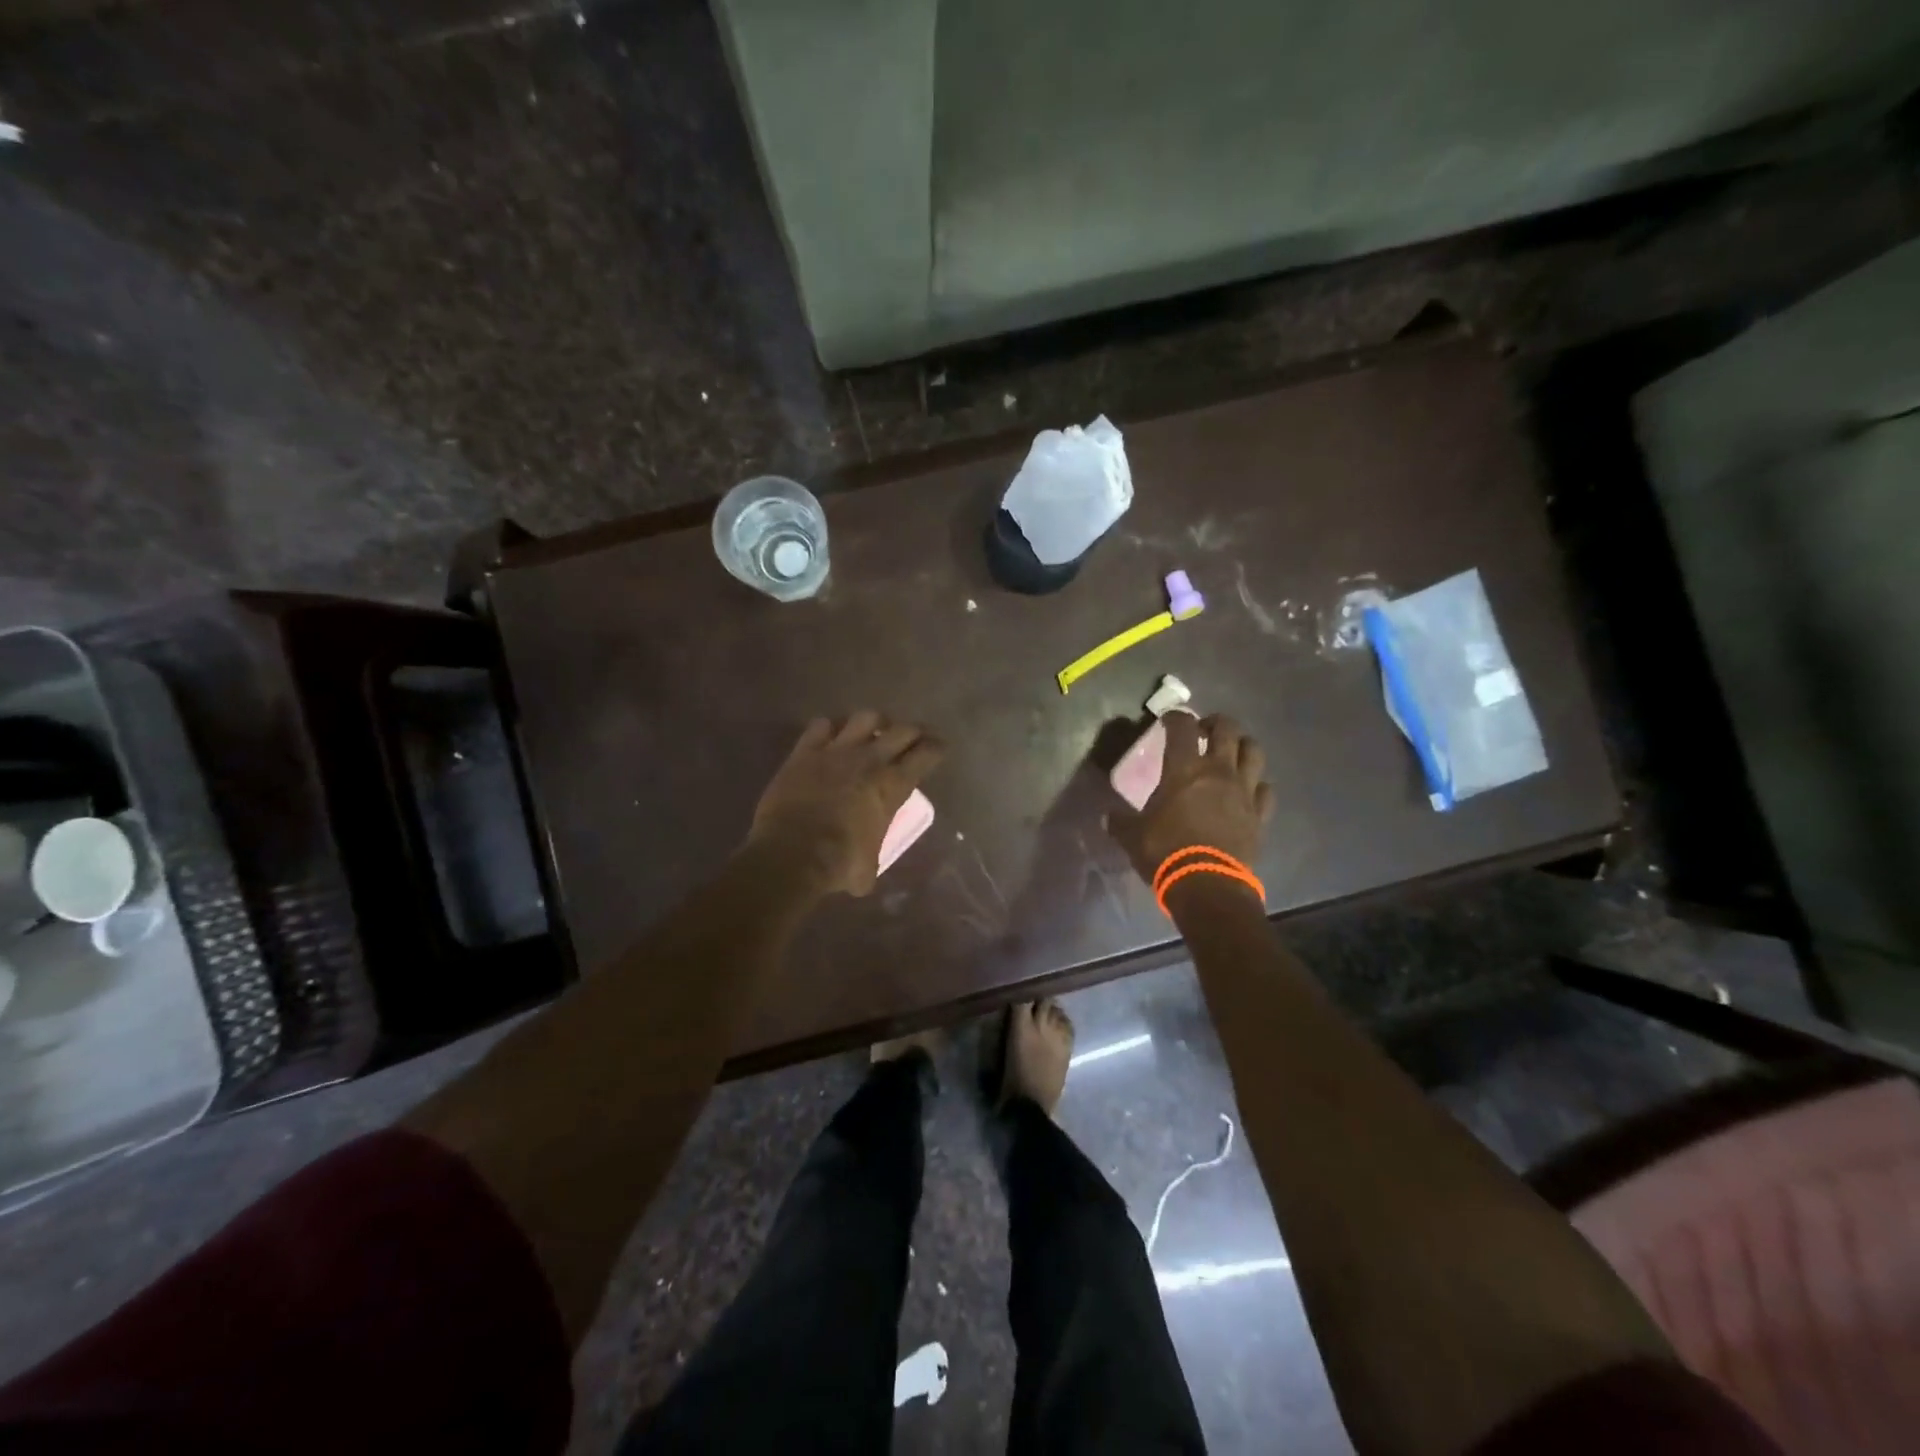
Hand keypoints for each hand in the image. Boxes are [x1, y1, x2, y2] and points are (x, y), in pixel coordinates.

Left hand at [748, 711, 944, 897]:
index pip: (927, 754)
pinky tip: (832, 736)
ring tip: (874, 731)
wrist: (791, 854)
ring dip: (875, 722)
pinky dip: (830, 727)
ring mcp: (836, 750)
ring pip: (866, 717)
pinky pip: (822, 725)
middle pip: (903, 729)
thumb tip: (863, 871)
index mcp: (893, 785)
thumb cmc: (838, 863)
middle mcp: (871, 759)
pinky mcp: (805, 751)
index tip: (939, 748)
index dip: (937, 748)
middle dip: (913, 731)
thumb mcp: (868, 867)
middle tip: (914, 738)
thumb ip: (871, 857)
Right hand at [1107, 711, 1272, 886]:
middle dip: (1215, 723)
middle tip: (1203, 731)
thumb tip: (1108, 816)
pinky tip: (1248, 790)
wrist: (1208, 885)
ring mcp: (1244, 791)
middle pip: (1227, 729)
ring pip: (1253, 752)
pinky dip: (1257, 784)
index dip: (1175, 717)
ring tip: (1231, 752)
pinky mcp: (1260, 814)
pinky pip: (1265, 789)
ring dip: (1242, 745)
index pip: (1182, 727)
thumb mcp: (1132, 836)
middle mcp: (1218, 771)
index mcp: (1184, 769)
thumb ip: (1120, 821)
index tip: (1168, 720)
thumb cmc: (1166, 852)